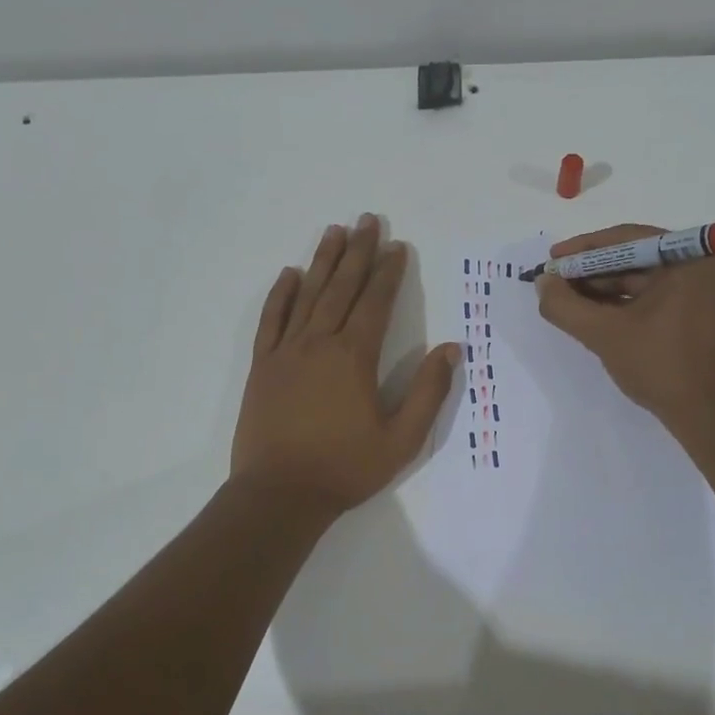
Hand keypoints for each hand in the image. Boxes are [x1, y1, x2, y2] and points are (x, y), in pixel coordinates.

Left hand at [231, 214, 459, 513]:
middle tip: (367, 220)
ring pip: (307, 295)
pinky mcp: (262, 366)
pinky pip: (271, 320)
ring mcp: (286, 352)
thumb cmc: (345, 468)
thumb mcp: (402, 439)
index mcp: (355, 357)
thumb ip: (428, 391)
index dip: (388, 272)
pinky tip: (289, 274)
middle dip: (358, 252)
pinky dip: (280, 294)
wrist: (279, 495)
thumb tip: (452, 349)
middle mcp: (319, 343)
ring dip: (322, 261)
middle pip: (342, 287)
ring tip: (334, 231)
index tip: (397, 245)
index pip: (376, 302)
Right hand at [536, 223, 714, 446]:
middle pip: (635, 258)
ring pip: (643, 280)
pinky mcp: (700, 314)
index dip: (583, 249)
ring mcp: (704, 291)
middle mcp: (703, 265)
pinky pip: (655, 297)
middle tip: (554, 284)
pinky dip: (624, 305)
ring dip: (604, 290)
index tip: (552, 261)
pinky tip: (593, 315)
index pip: (626, 239)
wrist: (713, 416)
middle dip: (591, 272)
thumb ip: (566, 305)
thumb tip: (543, 283)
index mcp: (690, 257)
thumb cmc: (663, 366)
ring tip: (567, 301)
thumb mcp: (605, 334)